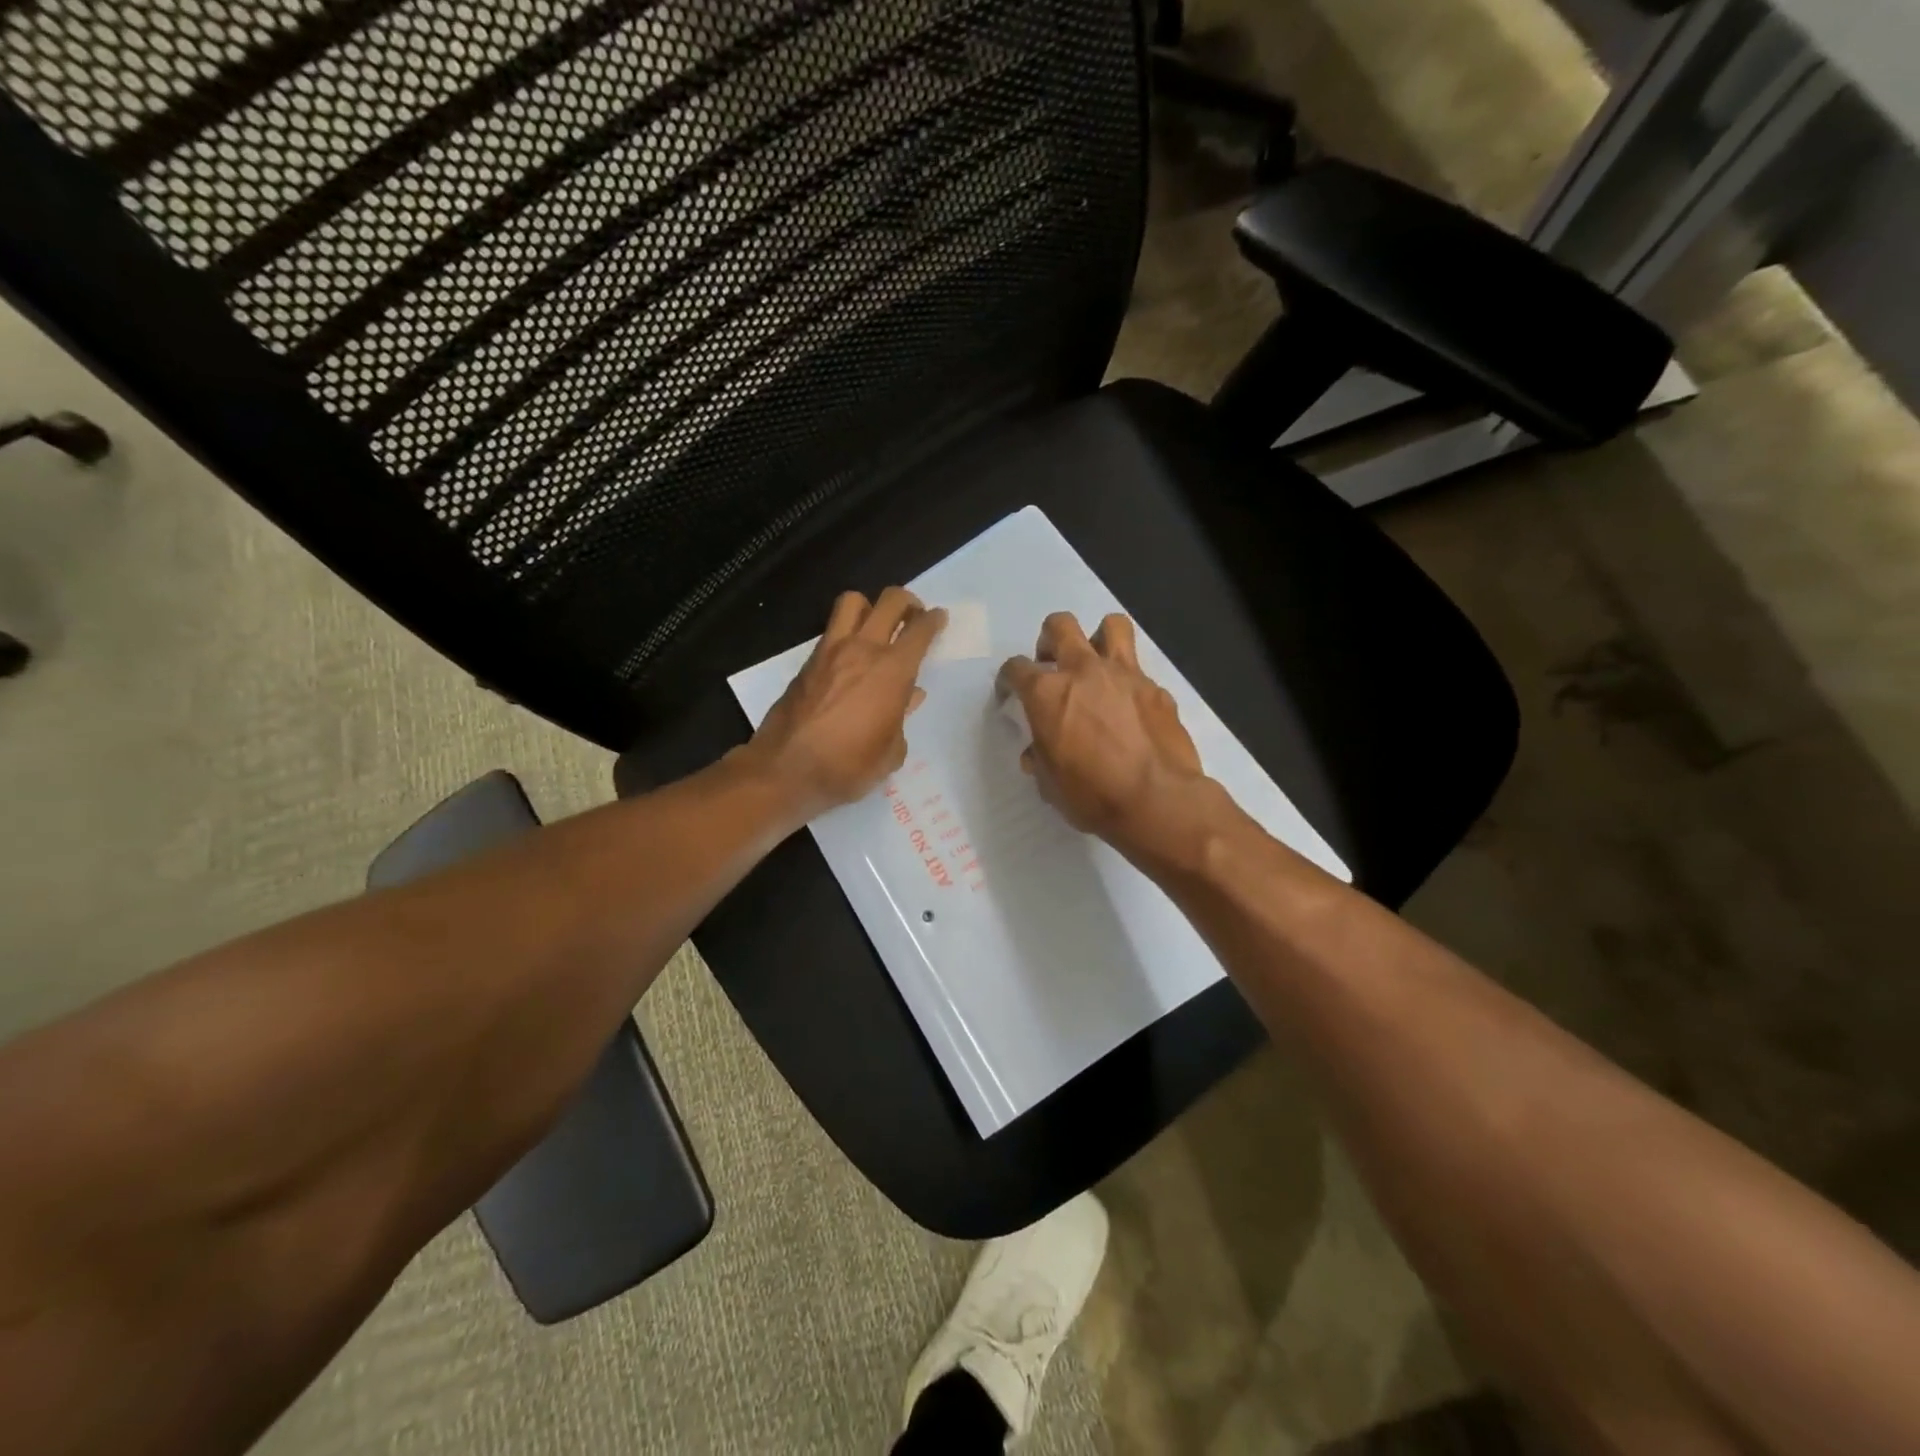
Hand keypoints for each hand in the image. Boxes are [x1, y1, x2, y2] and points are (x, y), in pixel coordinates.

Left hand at [741, 588, 946, 820]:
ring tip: (877, 627)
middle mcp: (863, 650)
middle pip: (890, 600)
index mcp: (892, 671)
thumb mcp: (889, 752)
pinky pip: (832, 630)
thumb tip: (908, 697)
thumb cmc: (847, 766)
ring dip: (870, 607)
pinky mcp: (808, 661)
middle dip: (907, 602)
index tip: (938, 619)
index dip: (934, 620)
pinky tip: (851, 656)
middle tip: (913, 617)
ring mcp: (831, 651)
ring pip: (853, 602)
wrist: (786, 769)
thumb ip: (901, 718)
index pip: (920, 630)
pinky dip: (847, 631)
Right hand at [997, 612, 1220, 866]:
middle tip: (1051, 664)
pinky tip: (1130, 709)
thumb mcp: (1049, 783)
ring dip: (1098, 638)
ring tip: (1095, 664)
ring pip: (1111, 625)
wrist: (1157, 801)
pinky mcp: (1157, 689)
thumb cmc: (1092, 796)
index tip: (1010, 694)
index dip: (1008, 680)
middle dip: (1049, 639)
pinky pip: (1139, 671)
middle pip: (1060, 626)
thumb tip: (1036, 752)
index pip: (1016, 668)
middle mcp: (1083, 671)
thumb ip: (1040, 757)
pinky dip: (1129, 682)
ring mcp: (1125, 675)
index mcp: (1047, 693)